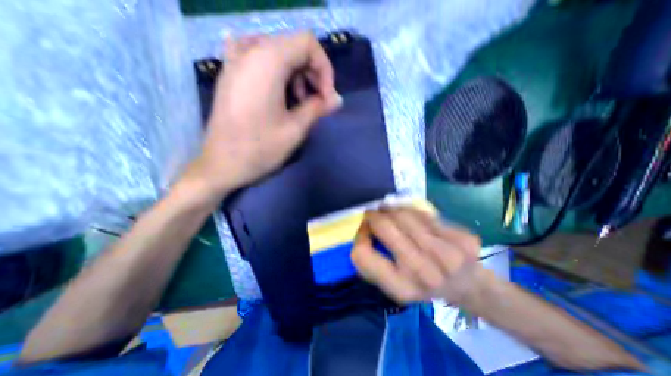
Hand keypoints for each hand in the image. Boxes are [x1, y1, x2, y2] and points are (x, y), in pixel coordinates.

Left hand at [183, 32, 341, 201]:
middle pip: (293, 47)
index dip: (324, 68)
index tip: (326, 96)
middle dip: (312, 73)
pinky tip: (279, 93)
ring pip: (278, 53)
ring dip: (296, 76)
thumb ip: (319, 108)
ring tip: (298, 103)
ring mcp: (234, 60)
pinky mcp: (229, 73)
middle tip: (317, 101)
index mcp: (267, 60)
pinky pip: (259, 59)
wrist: (221, 165)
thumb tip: (338, 99)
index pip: (308, 43)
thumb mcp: (295, 129)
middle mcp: (248, 50)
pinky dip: (277, 73)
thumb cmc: (260, 148)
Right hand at [351, 207, 481, 304]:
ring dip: (391, 209)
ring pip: (404, 215)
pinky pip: (424, 214)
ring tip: (389, 210)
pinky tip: (411, 215)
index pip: (362, 254)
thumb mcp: (393, 283)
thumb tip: (364, 226)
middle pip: (385, 227)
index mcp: (401, 288)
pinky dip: (412, 211)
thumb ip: (374, 261)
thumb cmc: (422, 283)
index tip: (364, 230)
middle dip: (374, 216)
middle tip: (372, 213)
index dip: (359, 236)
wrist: (468, 286)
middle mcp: (423, 273)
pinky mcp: (463, 239)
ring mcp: (447, 255)